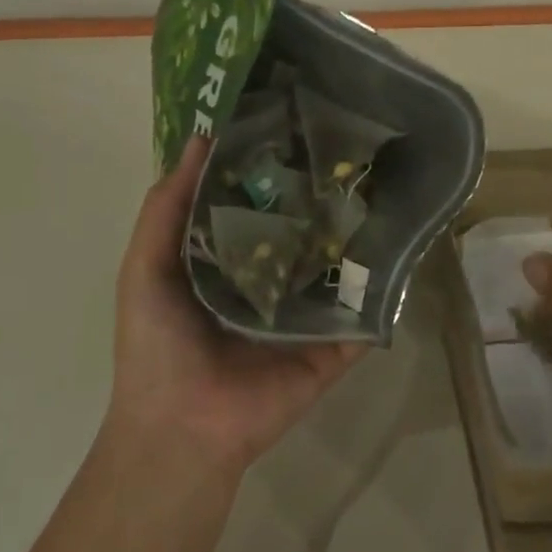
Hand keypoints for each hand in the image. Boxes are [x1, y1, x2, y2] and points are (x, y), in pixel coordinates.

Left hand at [109, 137, 365, 478]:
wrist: (183, 426)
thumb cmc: (158, 344)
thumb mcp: (145, 266)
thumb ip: (167, 207)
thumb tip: (201, 139)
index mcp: (229, 262)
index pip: (257, 206)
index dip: (272, 170)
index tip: (297, 124)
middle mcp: (272, 281)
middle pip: (303, 232)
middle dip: (321, 196)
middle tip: (351, 150)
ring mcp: (307, 313)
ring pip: (338, 267)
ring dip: (359, 235)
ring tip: (386, 185)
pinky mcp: (335, 344)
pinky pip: (364, 312)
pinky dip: (384, 287)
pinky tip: (406, 246)